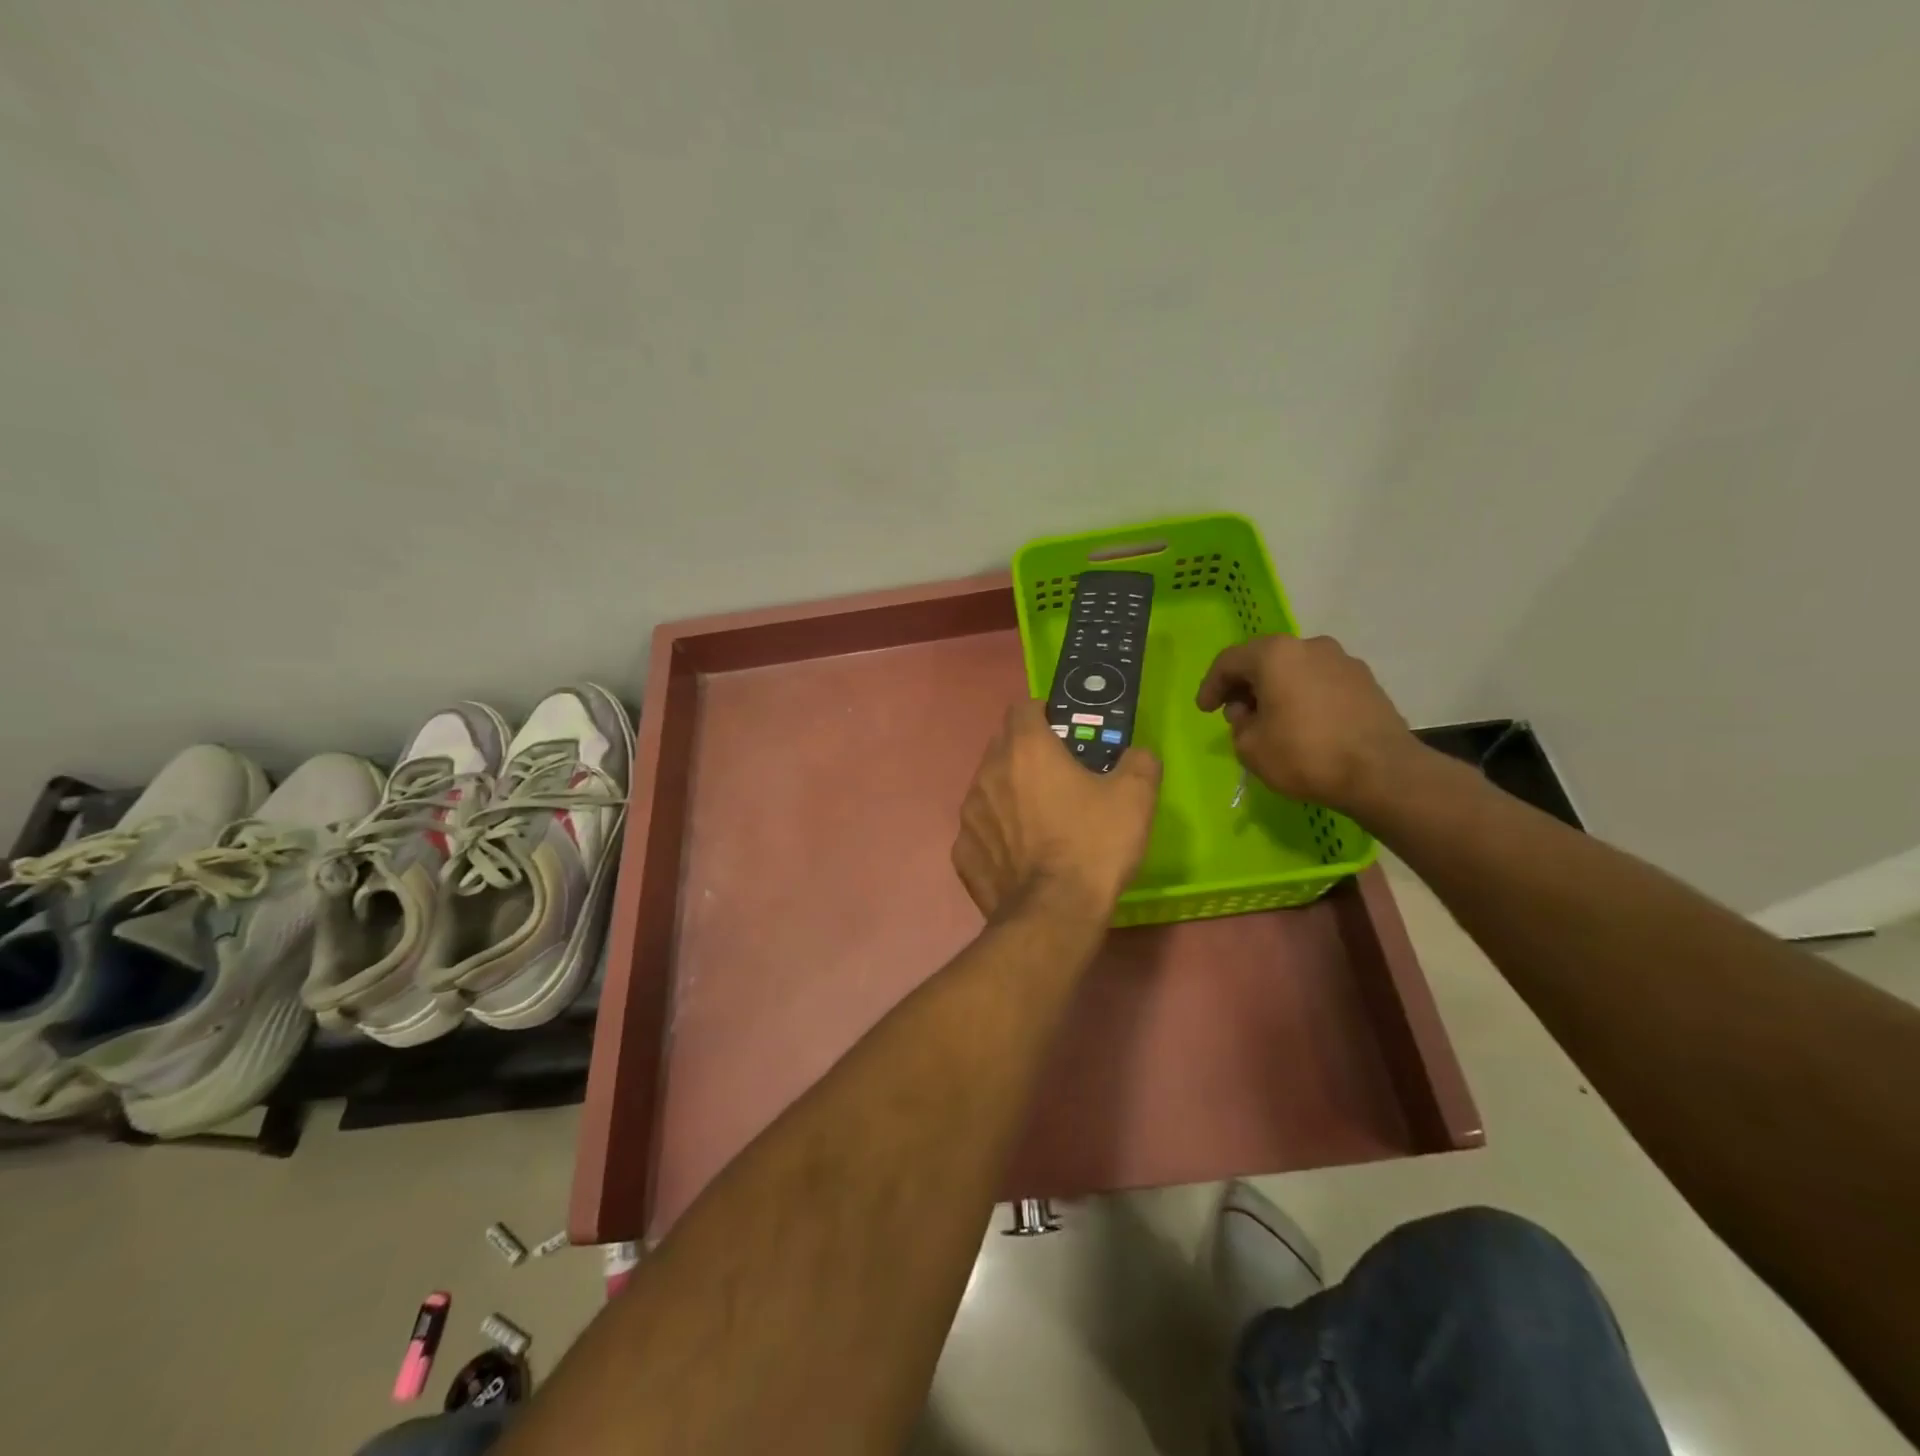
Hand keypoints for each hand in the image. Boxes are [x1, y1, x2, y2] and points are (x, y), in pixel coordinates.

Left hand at [952, 702, 1161, 920]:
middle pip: (1004, 746)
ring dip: (1009, 794)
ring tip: (1039, 821)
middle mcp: (988, 772)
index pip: (1024, 708)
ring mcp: (969, 814)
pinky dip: (997, 835)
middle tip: (1060, 777)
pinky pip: (981, 831)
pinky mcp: (962, 851)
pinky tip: (1020, 855)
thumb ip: (1138, 762)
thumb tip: (1135, 755)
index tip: (1065, 732)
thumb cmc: (1094, 845)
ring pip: (988, 787)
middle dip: (1028, 754)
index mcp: (1026, 749)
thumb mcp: (1136, 798)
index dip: (1046, 713)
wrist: (1054, 915)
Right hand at [1195, 634, 1420, 817]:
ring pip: (1295, 670)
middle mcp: (1309, 646)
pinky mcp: (1366, 682)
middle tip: (1236, 714)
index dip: (1211, 685)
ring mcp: (1343, 661)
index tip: (1204, 710)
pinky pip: (1321, 683)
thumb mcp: (1250, 747)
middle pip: (1265, 660)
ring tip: (1271, 721)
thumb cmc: (1305, 755)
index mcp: (1275, 655)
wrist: (1382, 773)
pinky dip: (1304, 697)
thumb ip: (1239, 724)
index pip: (1229, 661)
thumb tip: (1250, 713)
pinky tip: (1303, 725)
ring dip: (1277, 690)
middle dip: (1245, 685)